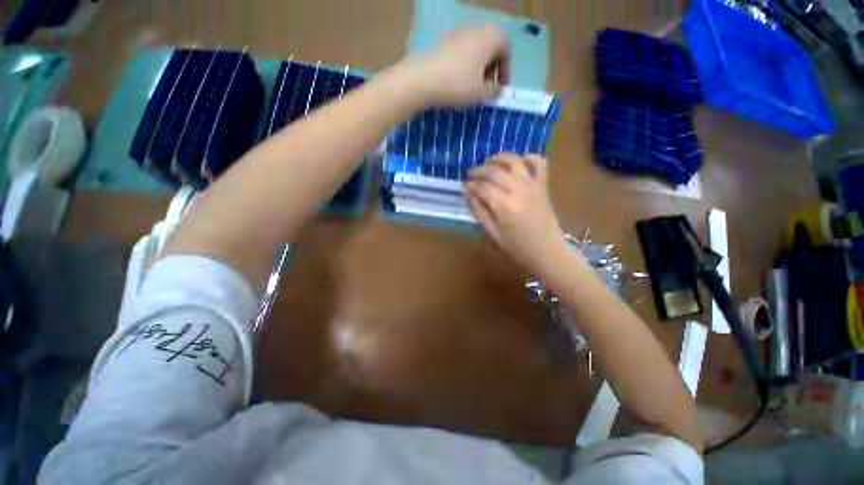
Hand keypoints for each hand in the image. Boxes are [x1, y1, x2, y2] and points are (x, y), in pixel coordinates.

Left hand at [401, 24, 510, 105]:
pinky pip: (461, 53)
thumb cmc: (457, 85)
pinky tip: (457, 83)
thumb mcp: (481, 93)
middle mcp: (476, 29)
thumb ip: (494, 91)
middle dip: (492, 70)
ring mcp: (457, 34)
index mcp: (490, 37)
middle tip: (486, 89)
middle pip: (491, 48)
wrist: (421, 80)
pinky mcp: (443, 42)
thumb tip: (497, 89)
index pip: (507, 50)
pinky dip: (464, 66)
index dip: (506, 71)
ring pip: (475, 51)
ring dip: (478, 69)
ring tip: (471, 88)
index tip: (500, 89)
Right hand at [465, 154, 568, 275]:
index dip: (470, 185)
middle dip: (478, 170)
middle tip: (470, 175)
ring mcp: (533, 185)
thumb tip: (469, 194)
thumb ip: (479, 212)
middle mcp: (518, 190)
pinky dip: (528, 157)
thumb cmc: (517, 247)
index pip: (482, 187)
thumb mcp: (492, 233)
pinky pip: (539, 163)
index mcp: (504, 206)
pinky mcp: (543, 185)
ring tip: (488, 163)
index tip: (464, 186)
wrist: (547, 251)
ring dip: (498, 158)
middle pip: (494, 171)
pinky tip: (518, 162)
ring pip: (514, 161)